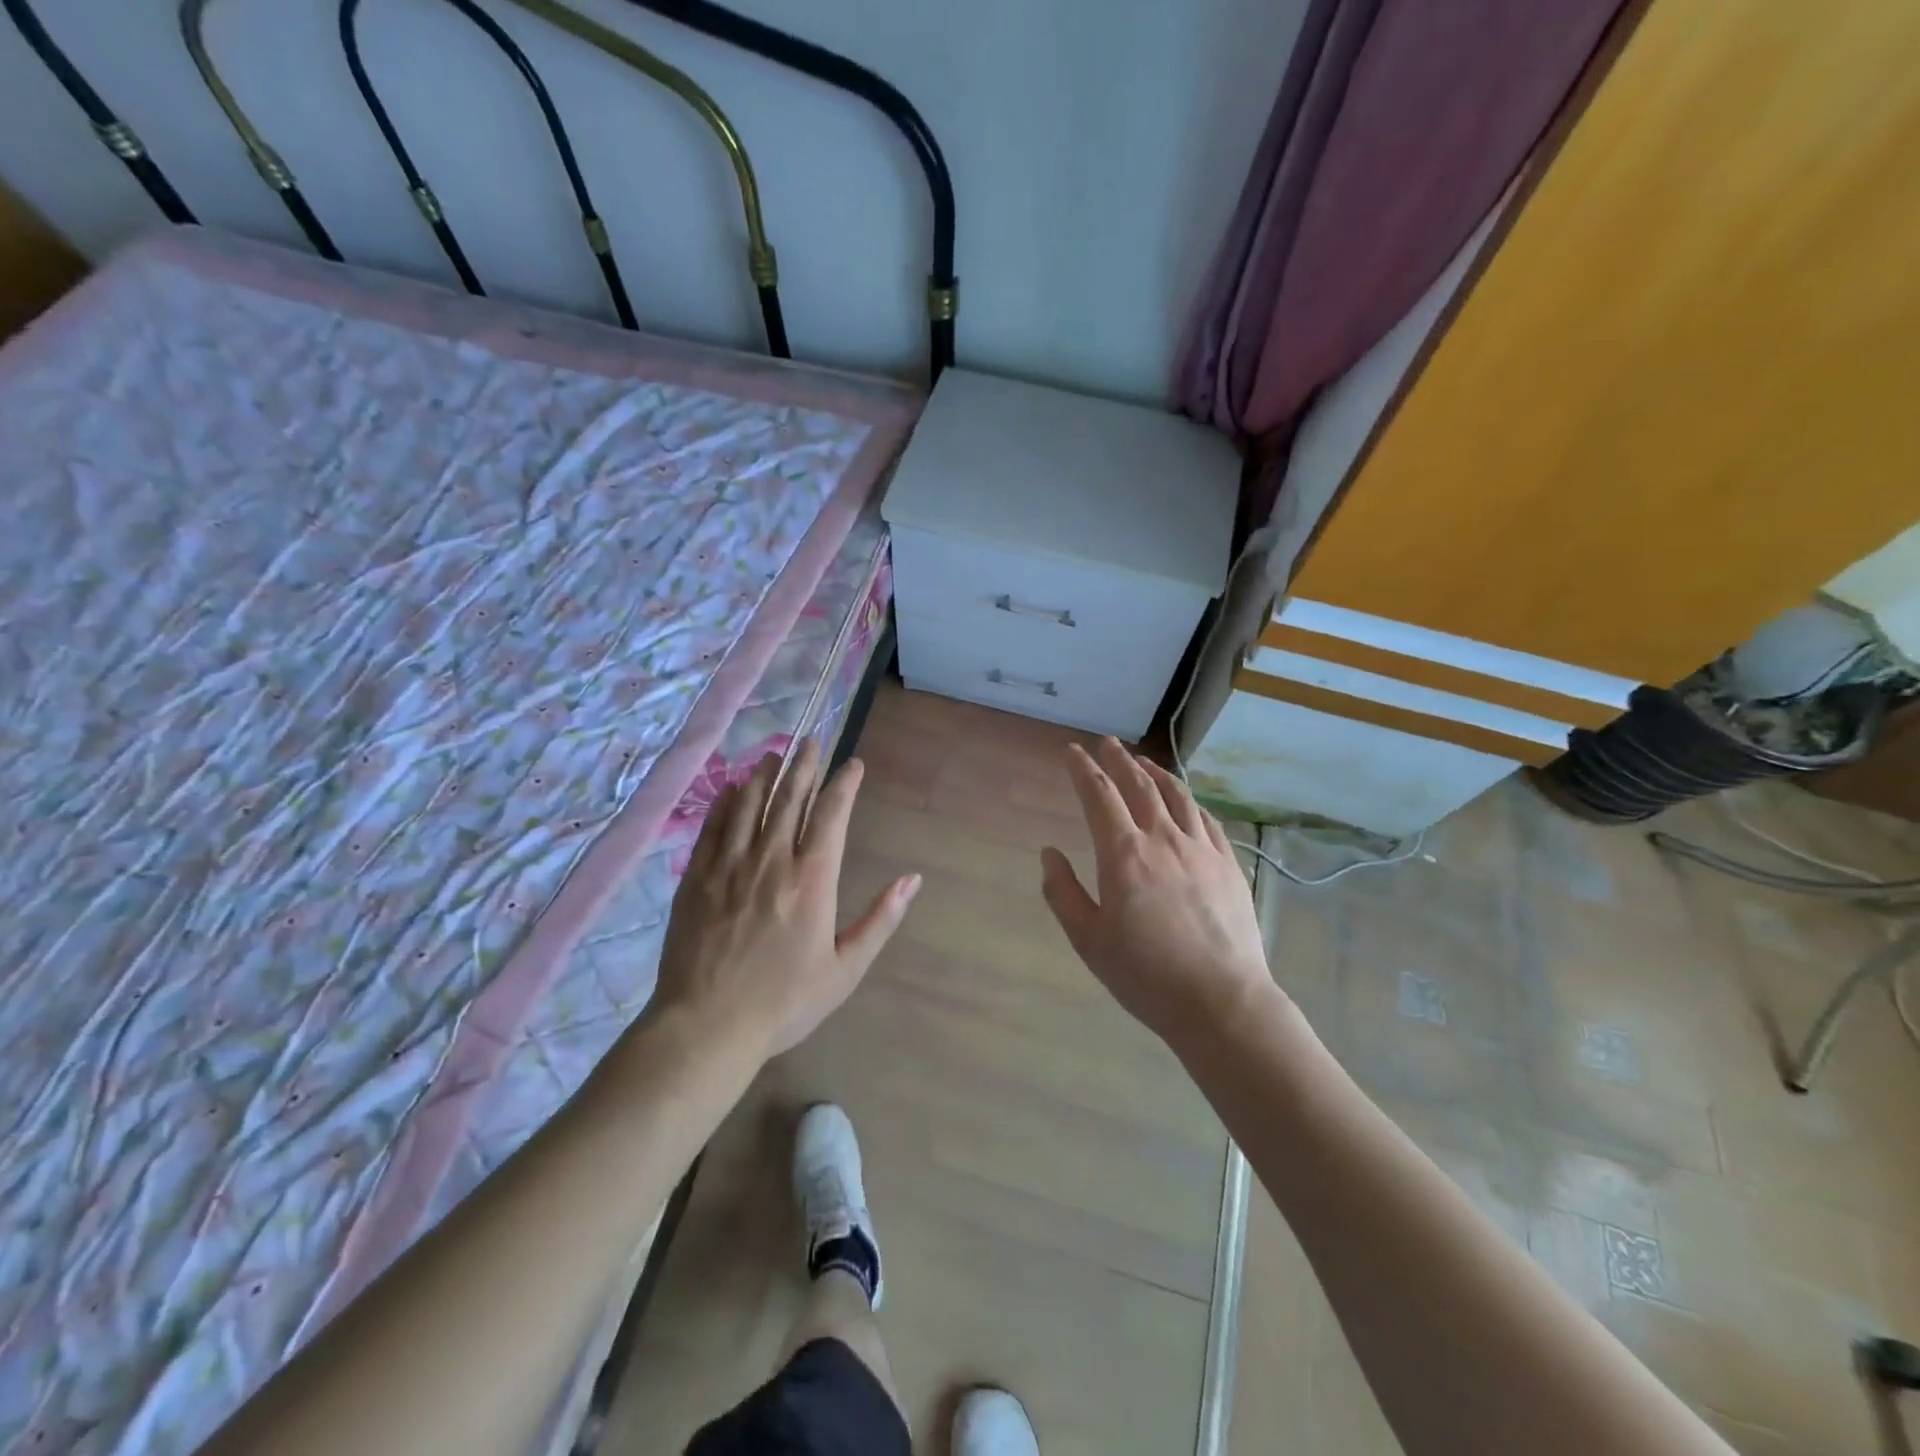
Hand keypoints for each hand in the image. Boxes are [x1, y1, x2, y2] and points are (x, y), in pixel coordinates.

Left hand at [653, 739, 920, 1060]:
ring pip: (749, 804)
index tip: (853, 765)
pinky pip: (713, 826)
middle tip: (812, 740)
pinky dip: (726, 801)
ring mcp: (729, 865)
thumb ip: (881, 919)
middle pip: (789, 797)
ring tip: (775, 754)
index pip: (832, 814)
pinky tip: (733, 789)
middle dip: (804, 765)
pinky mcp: (697, 877)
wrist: (707, 1025)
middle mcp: (771, 859)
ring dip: (765, 775)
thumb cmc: (784, 1001)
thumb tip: (912, 879)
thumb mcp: (845, 969)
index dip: (844, 784)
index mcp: (812, 878)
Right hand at [1041, 739, 1276, 1050]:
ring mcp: (1202, 849)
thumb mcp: (1089, 940)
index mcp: (1124, 854)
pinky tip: (1185, 801)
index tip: (1073, 752)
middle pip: (1139, 784)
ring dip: (1155, 772)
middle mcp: (1163, 839)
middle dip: (1118, 760)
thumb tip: (1049, 853)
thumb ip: (1063, 892)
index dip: (1083, 769)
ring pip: (1177, 795)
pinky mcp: (1229, 864)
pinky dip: (1189, 800)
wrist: (1221, 1001)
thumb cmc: (1146, 975)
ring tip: (1143, 762)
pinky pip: (1207, 818)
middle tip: (1107, 743)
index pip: (1099, 795)